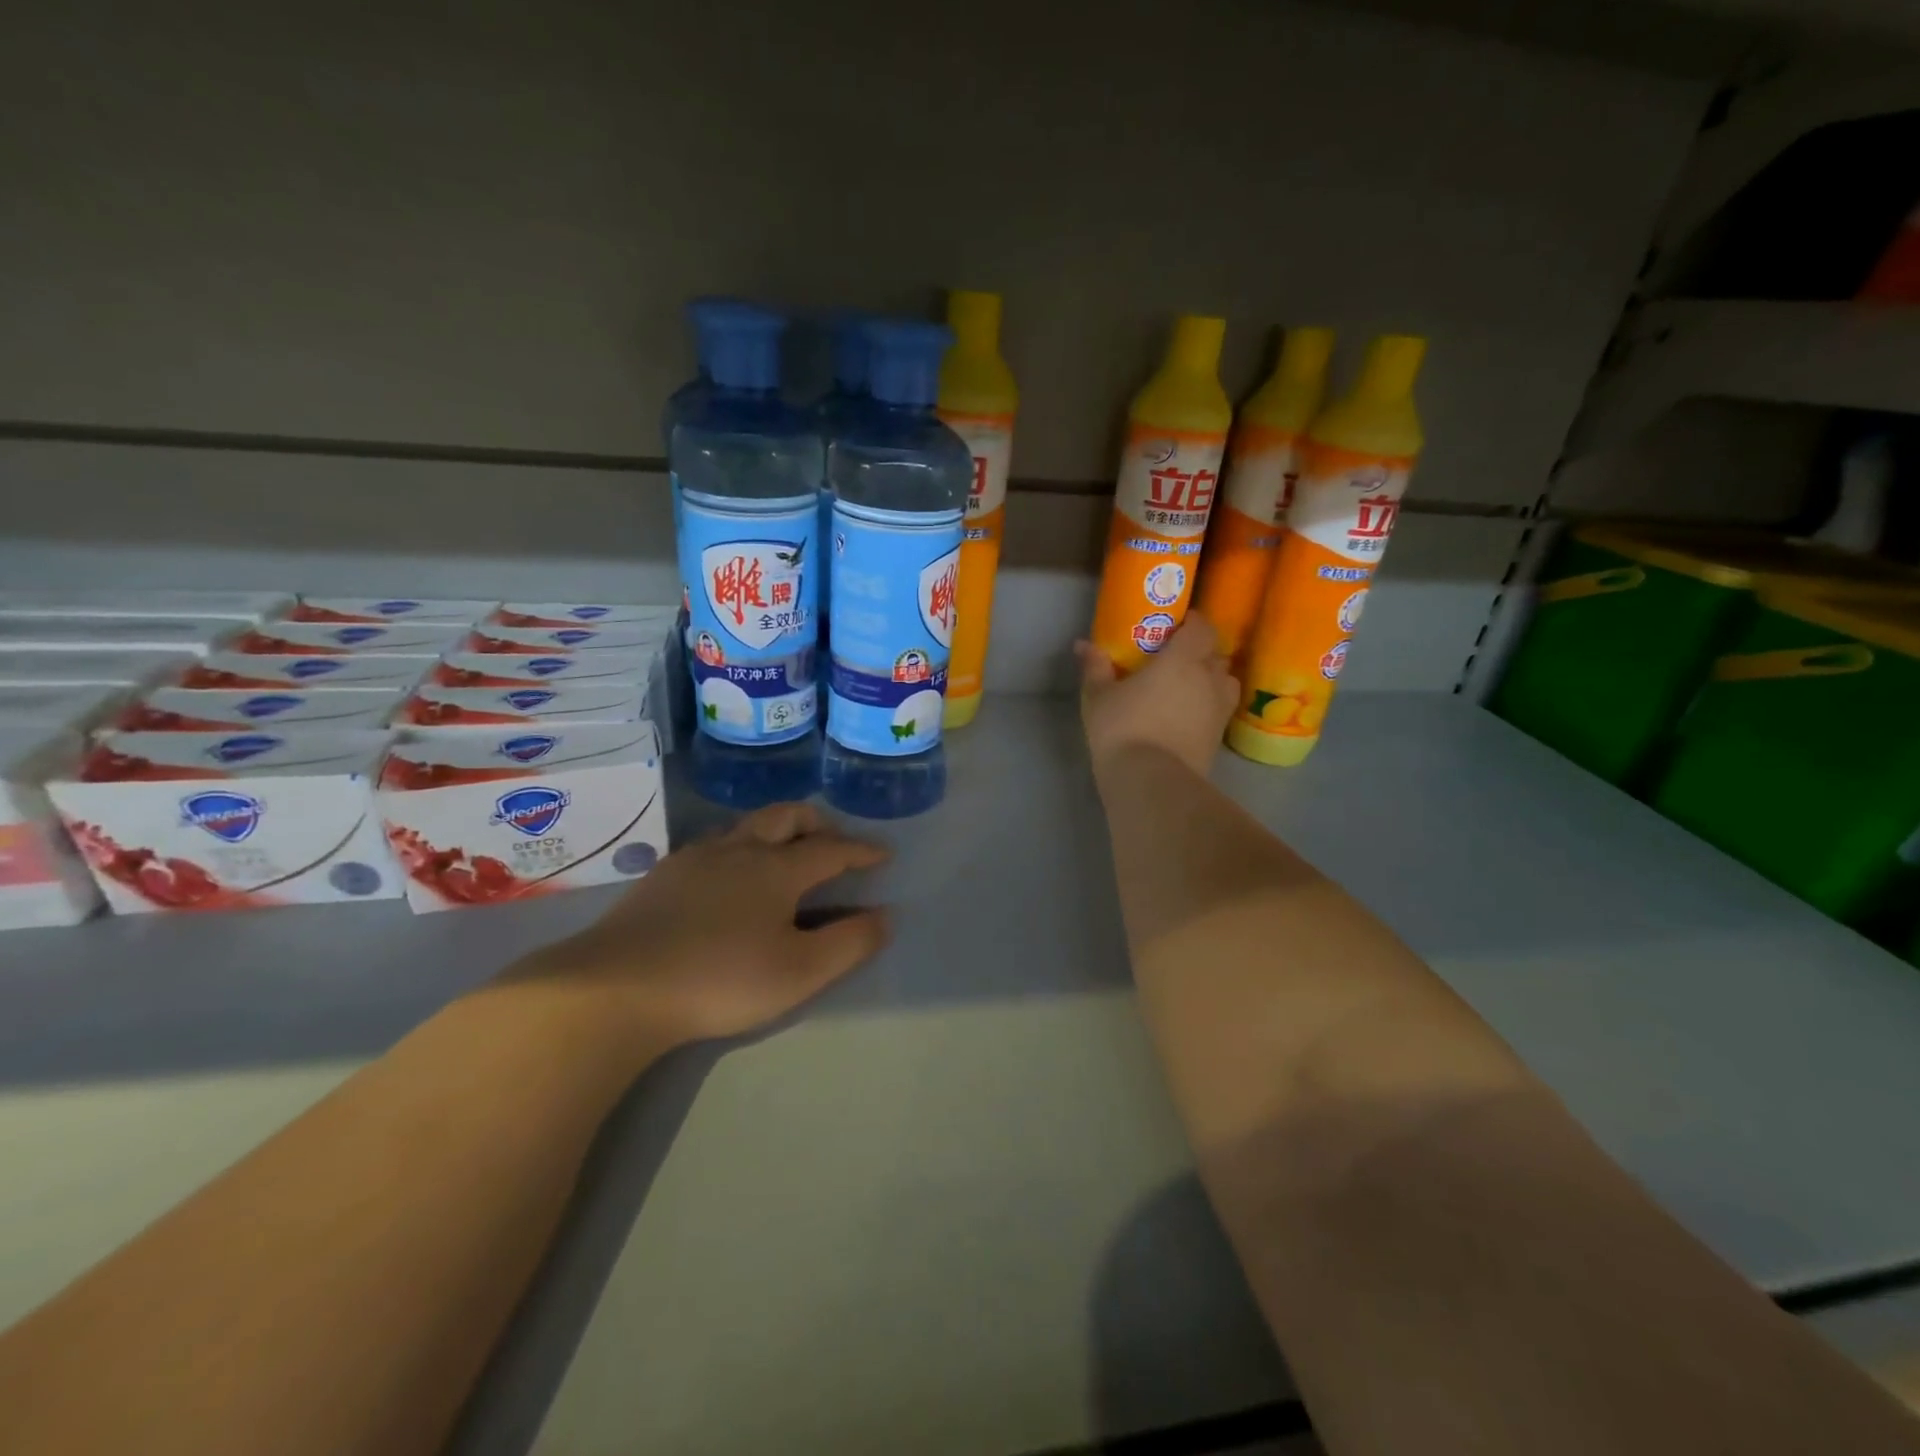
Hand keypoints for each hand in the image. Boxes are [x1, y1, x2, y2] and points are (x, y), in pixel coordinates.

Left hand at [517, 803, 888, 1051]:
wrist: (616, 986)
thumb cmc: (721, 979)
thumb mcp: (799, 972)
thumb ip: (849, 943)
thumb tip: (885, 916)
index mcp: (777, 869)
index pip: (832, 849)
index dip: (862, 850)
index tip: (883, 854)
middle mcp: (739, 850)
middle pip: (786, 817)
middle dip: (818, 822)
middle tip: (833, 839)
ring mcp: (696, 858)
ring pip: (747, 826)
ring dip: (777, 830)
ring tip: (784, 853)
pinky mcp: (663, 875)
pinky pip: (715, 844)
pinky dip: (740, 847)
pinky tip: (729, 876)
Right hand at [1077, 613, 1238, 779]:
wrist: (1150, 781)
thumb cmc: (1122, 728)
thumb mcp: (1098, 697)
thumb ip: (1096, 668)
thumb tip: (1084, 645)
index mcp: (1183, 659)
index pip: (1202, 628)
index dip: (1193, 623)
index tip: (1176, 625)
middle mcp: (1209, 679)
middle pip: (1215, 655)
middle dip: (1201, 652)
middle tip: (1176, 659)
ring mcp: (1219, 711)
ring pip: (1224, 684)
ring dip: (1210, 680)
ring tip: (1187, 688)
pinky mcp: (1219, 739)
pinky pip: (1219, 712)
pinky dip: (1207, 708)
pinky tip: (1187, 717)